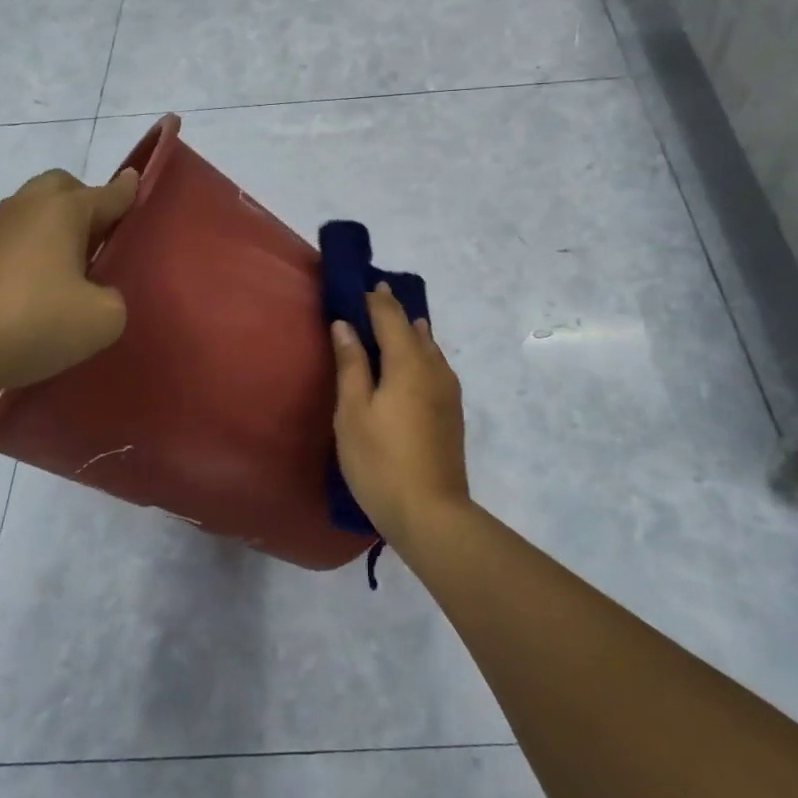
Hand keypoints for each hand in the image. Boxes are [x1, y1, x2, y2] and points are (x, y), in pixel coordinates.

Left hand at [0, 167, 137, 394]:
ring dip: (58, 228)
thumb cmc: (36, 320)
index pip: (110, 193)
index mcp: (64, 209)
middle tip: (105, 237)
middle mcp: (29, 207)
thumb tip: (96, 294)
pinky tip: (46, 286)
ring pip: (37, 212)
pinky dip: (36, 250)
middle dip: (87, 201)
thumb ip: (116, 297)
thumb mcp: (104, 317)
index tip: (139, 183)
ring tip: (77, 266)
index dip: (129, 191)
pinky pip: (18, 239)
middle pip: (64, 187)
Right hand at [330, 283, 468, 548]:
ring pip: (428, 348)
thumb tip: (345, 324)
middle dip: (392, 312)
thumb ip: (351, 364)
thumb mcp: (353, 412)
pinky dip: (419, 354)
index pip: (390, 315)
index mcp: (408, 361)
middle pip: (413, 327)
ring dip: (408, 333)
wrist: (432, 513)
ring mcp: (448, 390)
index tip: (359, 284)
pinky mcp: (452, 411)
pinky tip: (410, 366)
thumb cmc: (381, 460)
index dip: (374, 297)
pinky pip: (435, 367)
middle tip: (370, 301)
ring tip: (389, 327)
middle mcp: (434, 367)